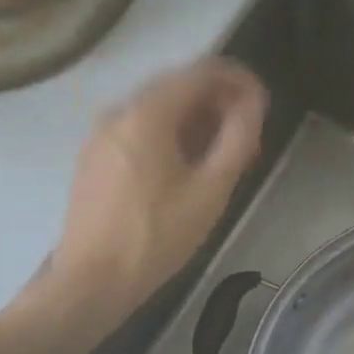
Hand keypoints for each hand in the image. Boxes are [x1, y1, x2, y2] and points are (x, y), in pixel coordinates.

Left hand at [51, 58, 267, 312]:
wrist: (91, 281)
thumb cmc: (157, 237)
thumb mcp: (210, 190)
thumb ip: (238, 138)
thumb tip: (253, 103)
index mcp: (147, 113)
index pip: (200, 71)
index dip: (238, 79)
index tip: (262, 101)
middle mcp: (118, 112)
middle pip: (176, 87)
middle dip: (217, 102)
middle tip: (247, 134)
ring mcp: (100, 135)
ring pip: (156, 111)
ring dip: (194, 122)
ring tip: (222, 155)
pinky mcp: (93, 159)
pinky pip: (138, 131)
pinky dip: (169, 136)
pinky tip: (185, 168)